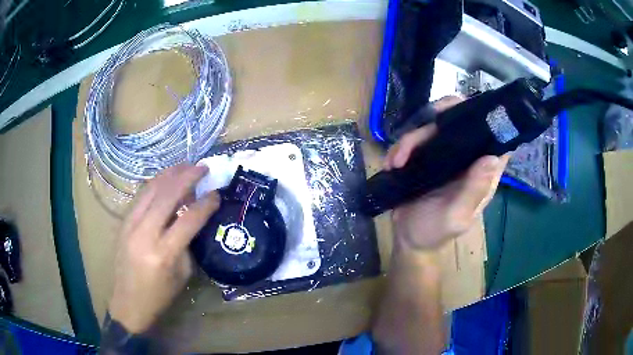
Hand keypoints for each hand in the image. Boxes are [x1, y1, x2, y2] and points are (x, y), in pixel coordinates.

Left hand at [108, 165, 219, 333]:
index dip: (205, 204)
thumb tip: (193, 216)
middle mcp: (145, 234)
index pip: (188, 220)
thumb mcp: (182, 274)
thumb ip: (188, 243)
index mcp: (164, 253)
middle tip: (202, 168)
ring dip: (170, 174)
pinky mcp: (123, 222)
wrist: (128, 302)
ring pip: (151, 189)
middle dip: (187, 177)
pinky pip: (141, 196)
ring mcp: (130, 225)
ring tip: (185, 166)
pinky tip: (165, 179)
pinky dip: (156, 183)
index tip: (217, 193)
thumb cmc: (160, 295)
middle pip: (167, 196)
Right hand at [384, 96, 508, 250]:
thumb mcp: (456, 216)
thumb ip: (473, 190)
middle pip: (461, 122)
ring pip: (433, 127)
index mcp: (481, 173)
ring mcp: (444, 156)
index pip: (494, 139)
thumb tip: (492, 157)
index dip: (489, 120)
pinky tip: (392, 163)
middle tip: (426, 123)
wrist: (407, 239)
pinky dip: (401, 147)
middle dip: (444, 115)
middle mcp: (466, 159)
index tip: (471, 110)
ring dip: (412, 139)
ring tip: (397, 161)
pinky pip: (414, 140)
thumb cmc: (435, 232)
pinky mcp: (424, 157)